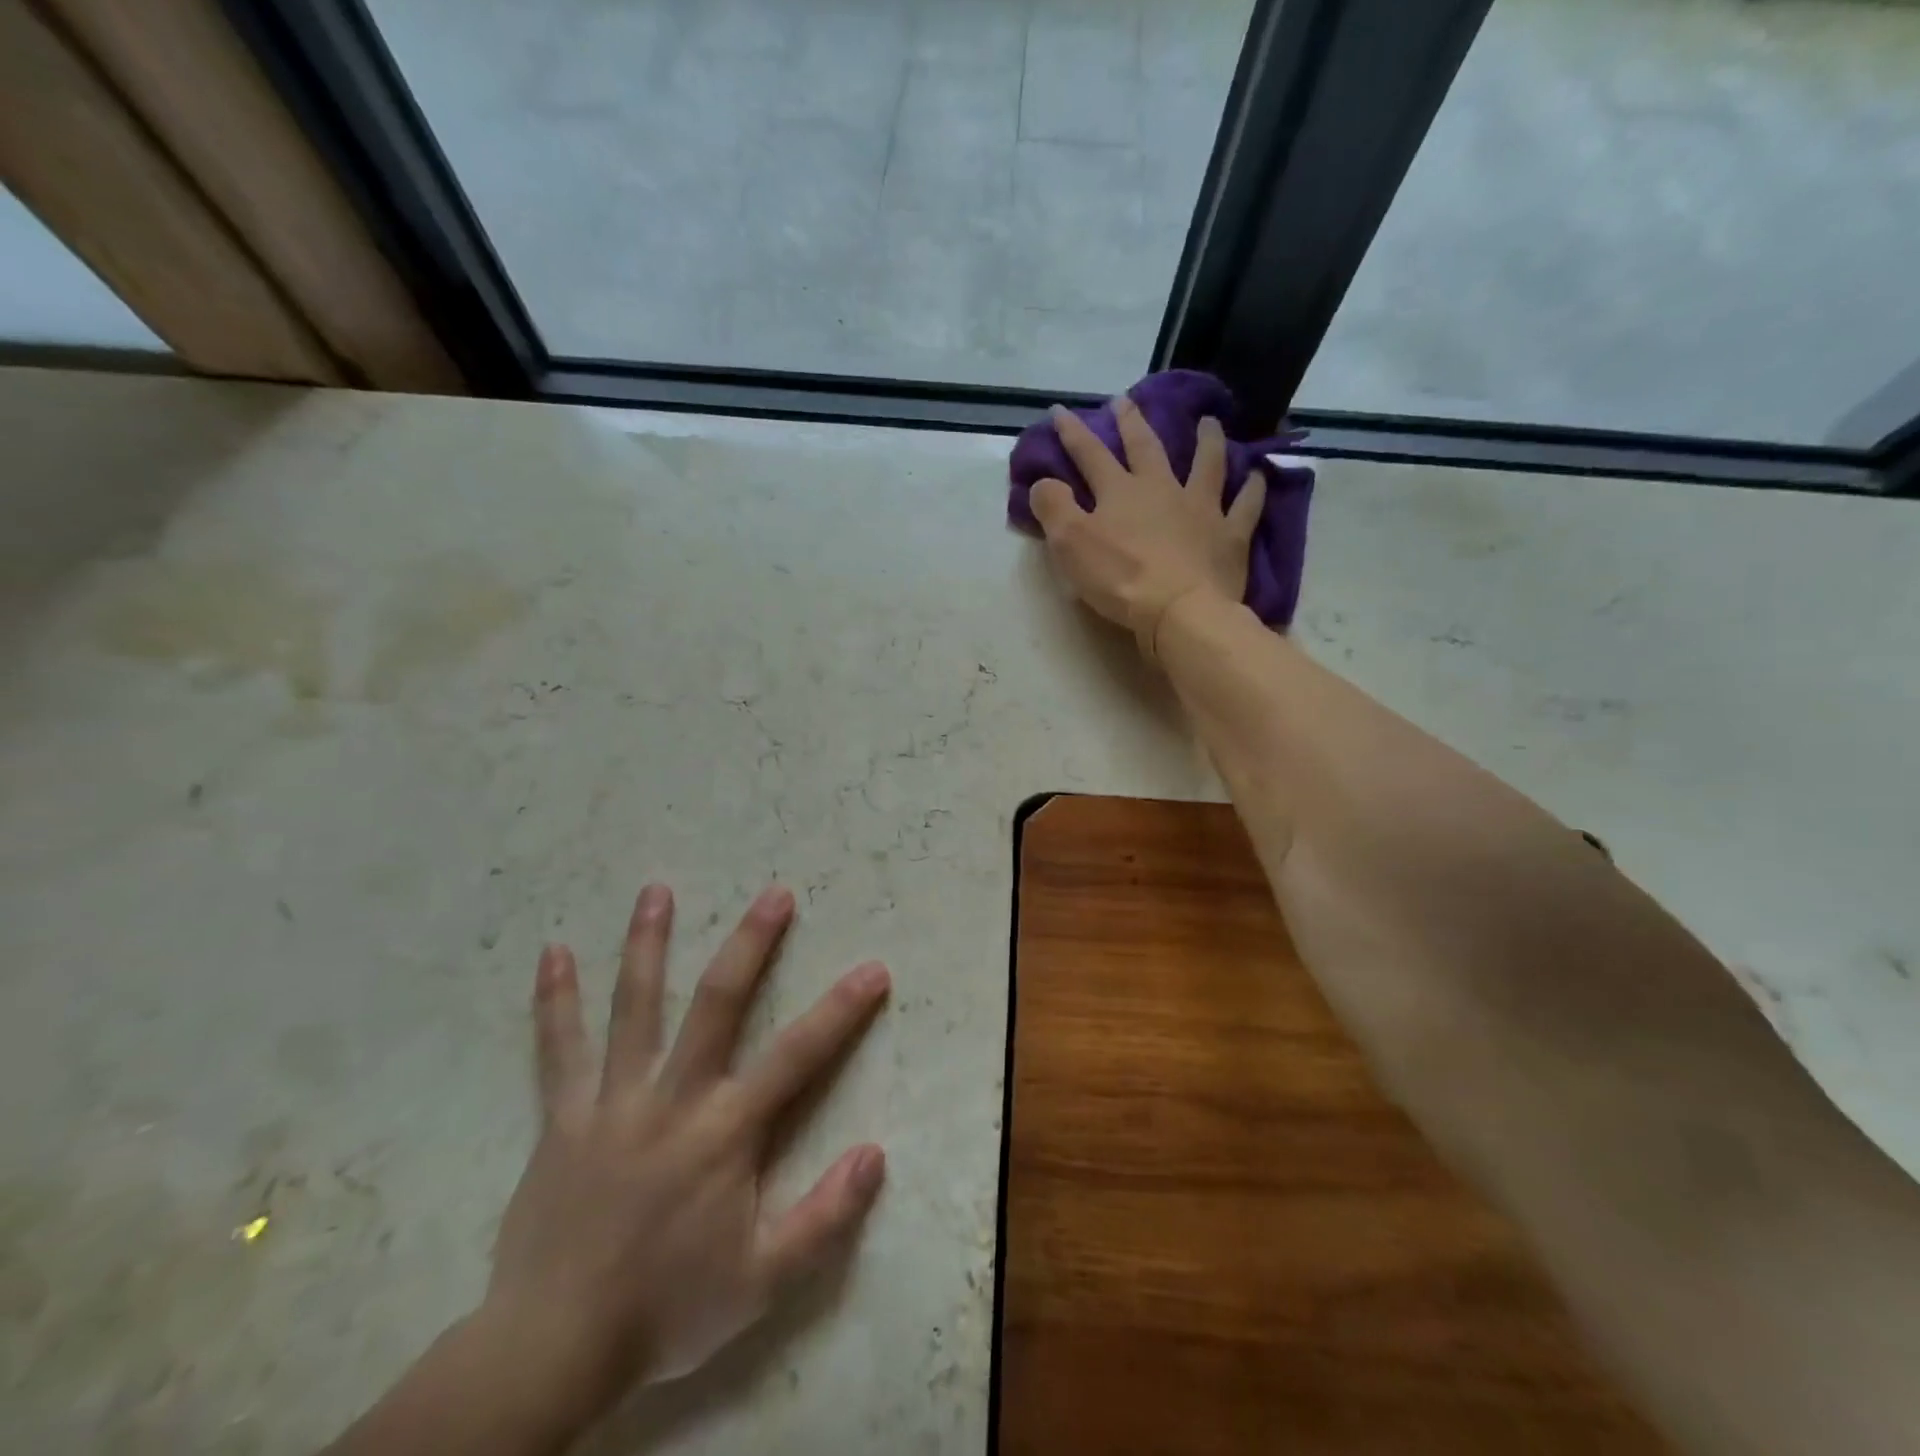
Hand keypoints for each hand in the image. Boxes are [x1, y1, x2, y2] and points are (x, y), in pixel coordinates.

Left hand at [482, 883, 890, 1420]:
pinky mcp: (565, 1116)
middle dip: (751, 945)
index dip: (840, 1010)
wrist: (553, 1350)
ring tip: (655, 890)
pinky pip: (559, 1050)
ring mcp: (615, 1100)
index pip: (798, 1056)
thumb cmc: (666, 1310)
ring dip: (647, 944)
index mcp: (725, 1131)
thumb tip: (876, 1155)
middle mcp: (674, 1098)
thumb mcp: (761, 1282)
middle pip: (717, 1004)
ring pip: (634, 1007)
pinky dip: (555, 1001)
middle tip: (775, 894)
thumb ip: (824, 1219)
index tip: (872, 968)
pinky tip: (551, 954)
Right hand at [1030, 398, 1264, 658]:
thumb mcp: (1070, 544)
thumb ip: (1053, 508)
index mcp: (1120, 492)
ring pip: (1206, 463)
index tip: (1060, 411)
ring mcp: (1201, 508)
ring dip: (1206, 440)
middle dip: (1132, 423)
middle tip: (1125, 401)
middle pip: (1146, 447)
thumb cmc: (1120, 579)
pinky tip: (1257, 475)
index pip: (1090, 454)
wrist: (1179, 610)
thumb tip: (1043, 482)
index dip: (1073, 432)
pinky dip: (1252, 488)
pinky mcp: (1230, 535)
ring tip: (1208, 422)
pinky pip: (1245, 504)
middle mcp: (1162, 489)